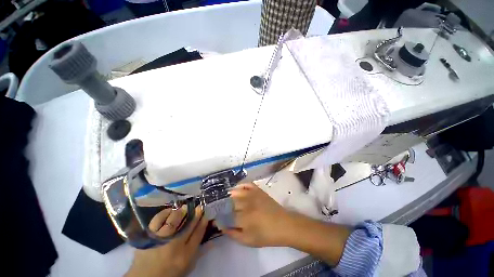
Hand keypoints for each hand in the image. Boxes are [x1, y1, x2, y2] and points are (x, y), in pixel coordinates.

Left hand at [125, 206, 207, 276]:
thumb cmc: (171, 271)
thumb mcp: (188, 266)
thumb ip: (200, 252)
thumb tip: (212, 241)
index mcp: (185, 254)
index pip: (198, 234)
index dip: (203, 222)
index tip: (206, 214)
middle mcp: (174, 245)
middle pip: (188, 225)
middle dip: (195, 213)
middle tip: (198, 206)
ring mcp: (161, 239)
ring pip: (174, 220)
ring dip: (181, 211)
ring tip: (184, 207)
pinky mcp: (149, 236)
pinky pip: (157, 221)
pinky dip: (164, 213)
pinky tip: (169, 211)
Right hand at [223, 183, 294, 246]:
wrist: (284, 225)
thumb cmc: (266, 235)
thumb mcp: (248, 240)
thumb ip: (233, 234)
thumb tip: (221, 226)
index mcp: (244, 218)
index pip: (226, 215)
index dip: (219, 217)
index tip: (215, 218)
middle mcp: (247, 204)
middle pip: (229, 202)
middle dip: (221, 205)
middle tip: (218, 208)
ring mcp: (253, 194)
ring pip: (236, 191)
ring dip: (228, 195)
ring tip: (224, 199)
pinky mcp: (258, 190)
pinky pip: (247, 184)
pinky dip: (240, 185)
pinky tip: (237, 189)